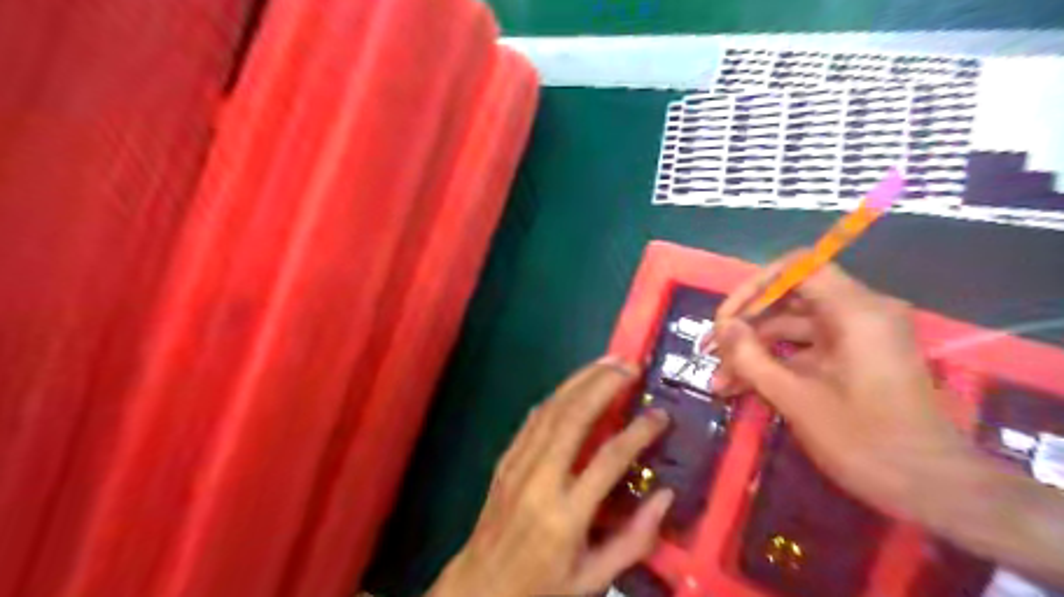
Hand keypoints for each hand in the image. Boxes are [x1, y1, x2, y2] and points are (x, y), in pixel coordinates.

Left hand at [428, 359, 666, 595]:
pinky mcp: (506, 458)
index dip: (638, 432)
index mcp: (566, 514)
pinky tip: (574, 384)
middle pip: (574, 418)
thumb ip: (635, 539)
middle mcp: (541, 479)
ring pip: (551, 409)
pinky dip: (557, 396)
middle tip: (630, 365)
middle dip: (603, 385)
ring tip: (608, 362)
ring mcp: (518, 464)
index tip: (660, 414)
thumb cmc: (542, 587)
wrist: (480, 587)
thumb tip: (666, 495)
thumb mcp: (594, 578)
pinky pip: (533, 418)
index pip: (609, 460)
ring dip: (580, 380)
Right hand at [710, 255, 974, 523]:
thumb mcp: (796, 398)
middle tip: (712, 351)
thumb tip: (723, 327)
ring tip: (720, 380)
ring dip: (756, 350)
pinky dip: (777, 363)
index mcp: (856, 311)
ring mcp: (859, 337)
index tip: (727, 318)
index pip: (798, 267)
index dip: (755, 287)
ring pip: (793, 327)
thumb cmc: (865, 441)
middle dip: (747, 324)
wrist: (934, 489)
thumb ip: (751, 357)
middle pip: (791, 298)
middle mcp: (861, 313)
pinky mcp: (856, 359)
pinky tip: (742, 388)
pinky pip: (807, 348)